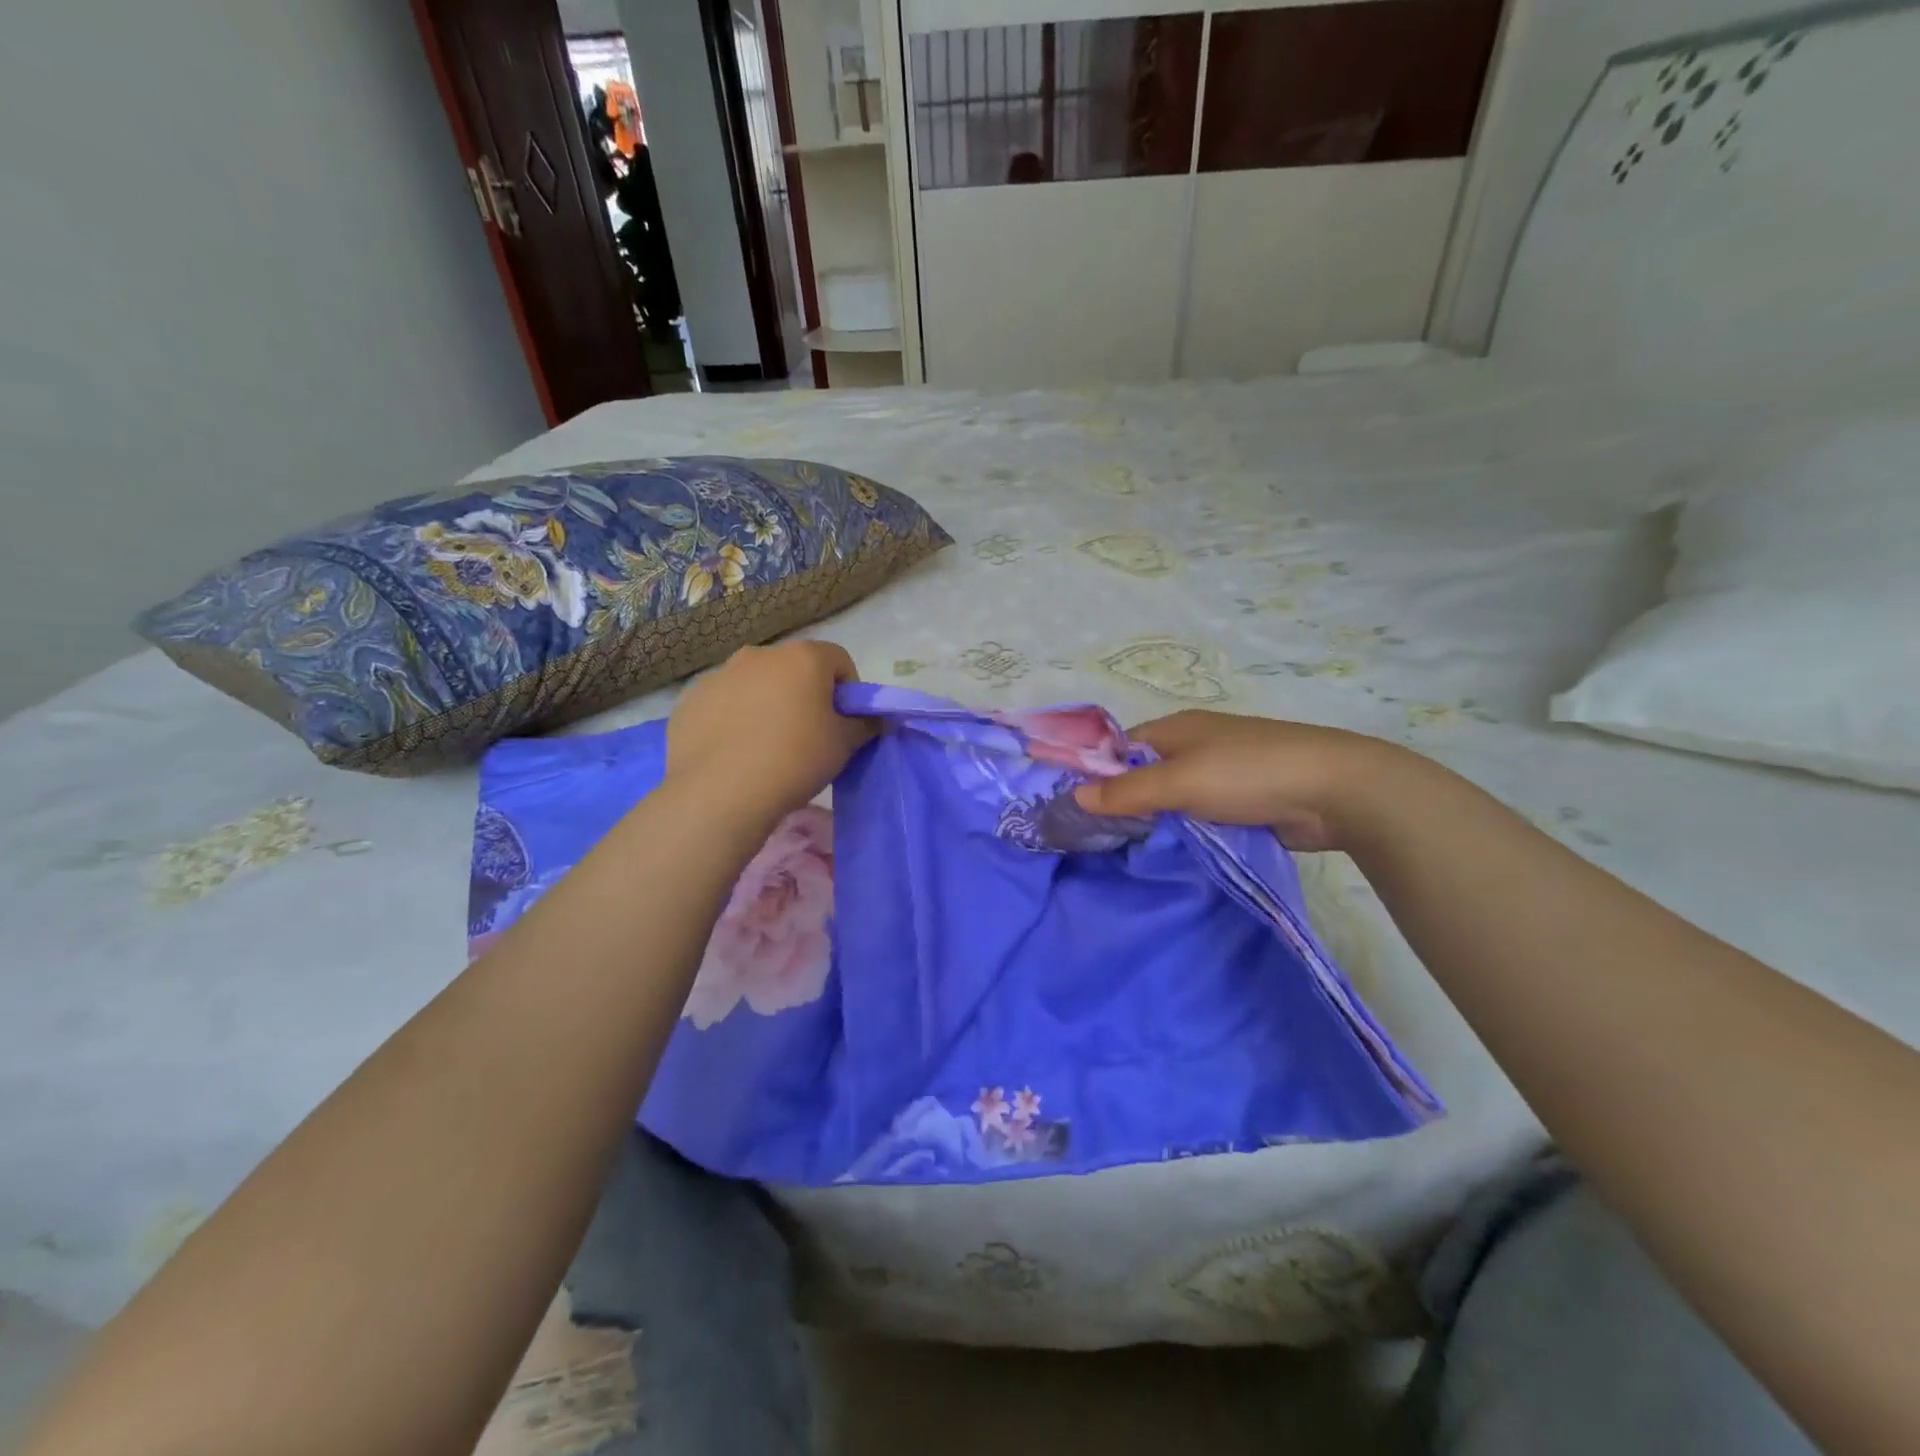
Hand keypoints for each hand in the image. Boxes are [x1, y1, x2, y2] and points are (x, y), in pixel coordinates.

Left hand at [665, 641, 873, 829]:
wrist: (720, 792)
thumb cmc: (795, 760)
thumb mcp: (844, 745)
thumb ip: (863, 724)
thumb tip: (871, 718)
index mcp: (802, 658)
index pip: (838, 660)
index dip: (847, 691)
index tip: (843, 722)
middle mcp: (759, 655)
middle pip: (793, 669)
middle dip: (803, 695)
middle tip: (806, 736)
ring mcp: (719, 675)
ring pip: (754, 685)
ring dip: (766, 705)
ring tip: (766, 748)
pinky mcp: (689, 701)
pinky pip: (722, 705)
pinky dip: (732, 720)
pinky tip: (734, 754)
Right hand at [1073, 710, 1413, 851]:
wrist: (1334, 790)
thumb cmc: (1248, 773)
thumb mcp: (1179, 781)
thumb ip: (1127, 791)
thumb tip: (1075, 795)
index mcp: (1176, 728)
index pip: (1121, 747)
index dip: (1097, 772)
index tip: (1077, 808)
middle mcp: (1195, 745)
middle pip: (1145, 773)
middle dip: (1125, 801)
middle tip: (1099, 837)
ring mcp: (1221, 773)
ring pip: (1173, 797)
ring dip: (1157, 819)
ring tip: (1129, 850)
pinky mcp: (1243, 800)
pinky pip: (1200, 814)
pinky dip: (1186, 829)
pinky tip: (1171, 851)